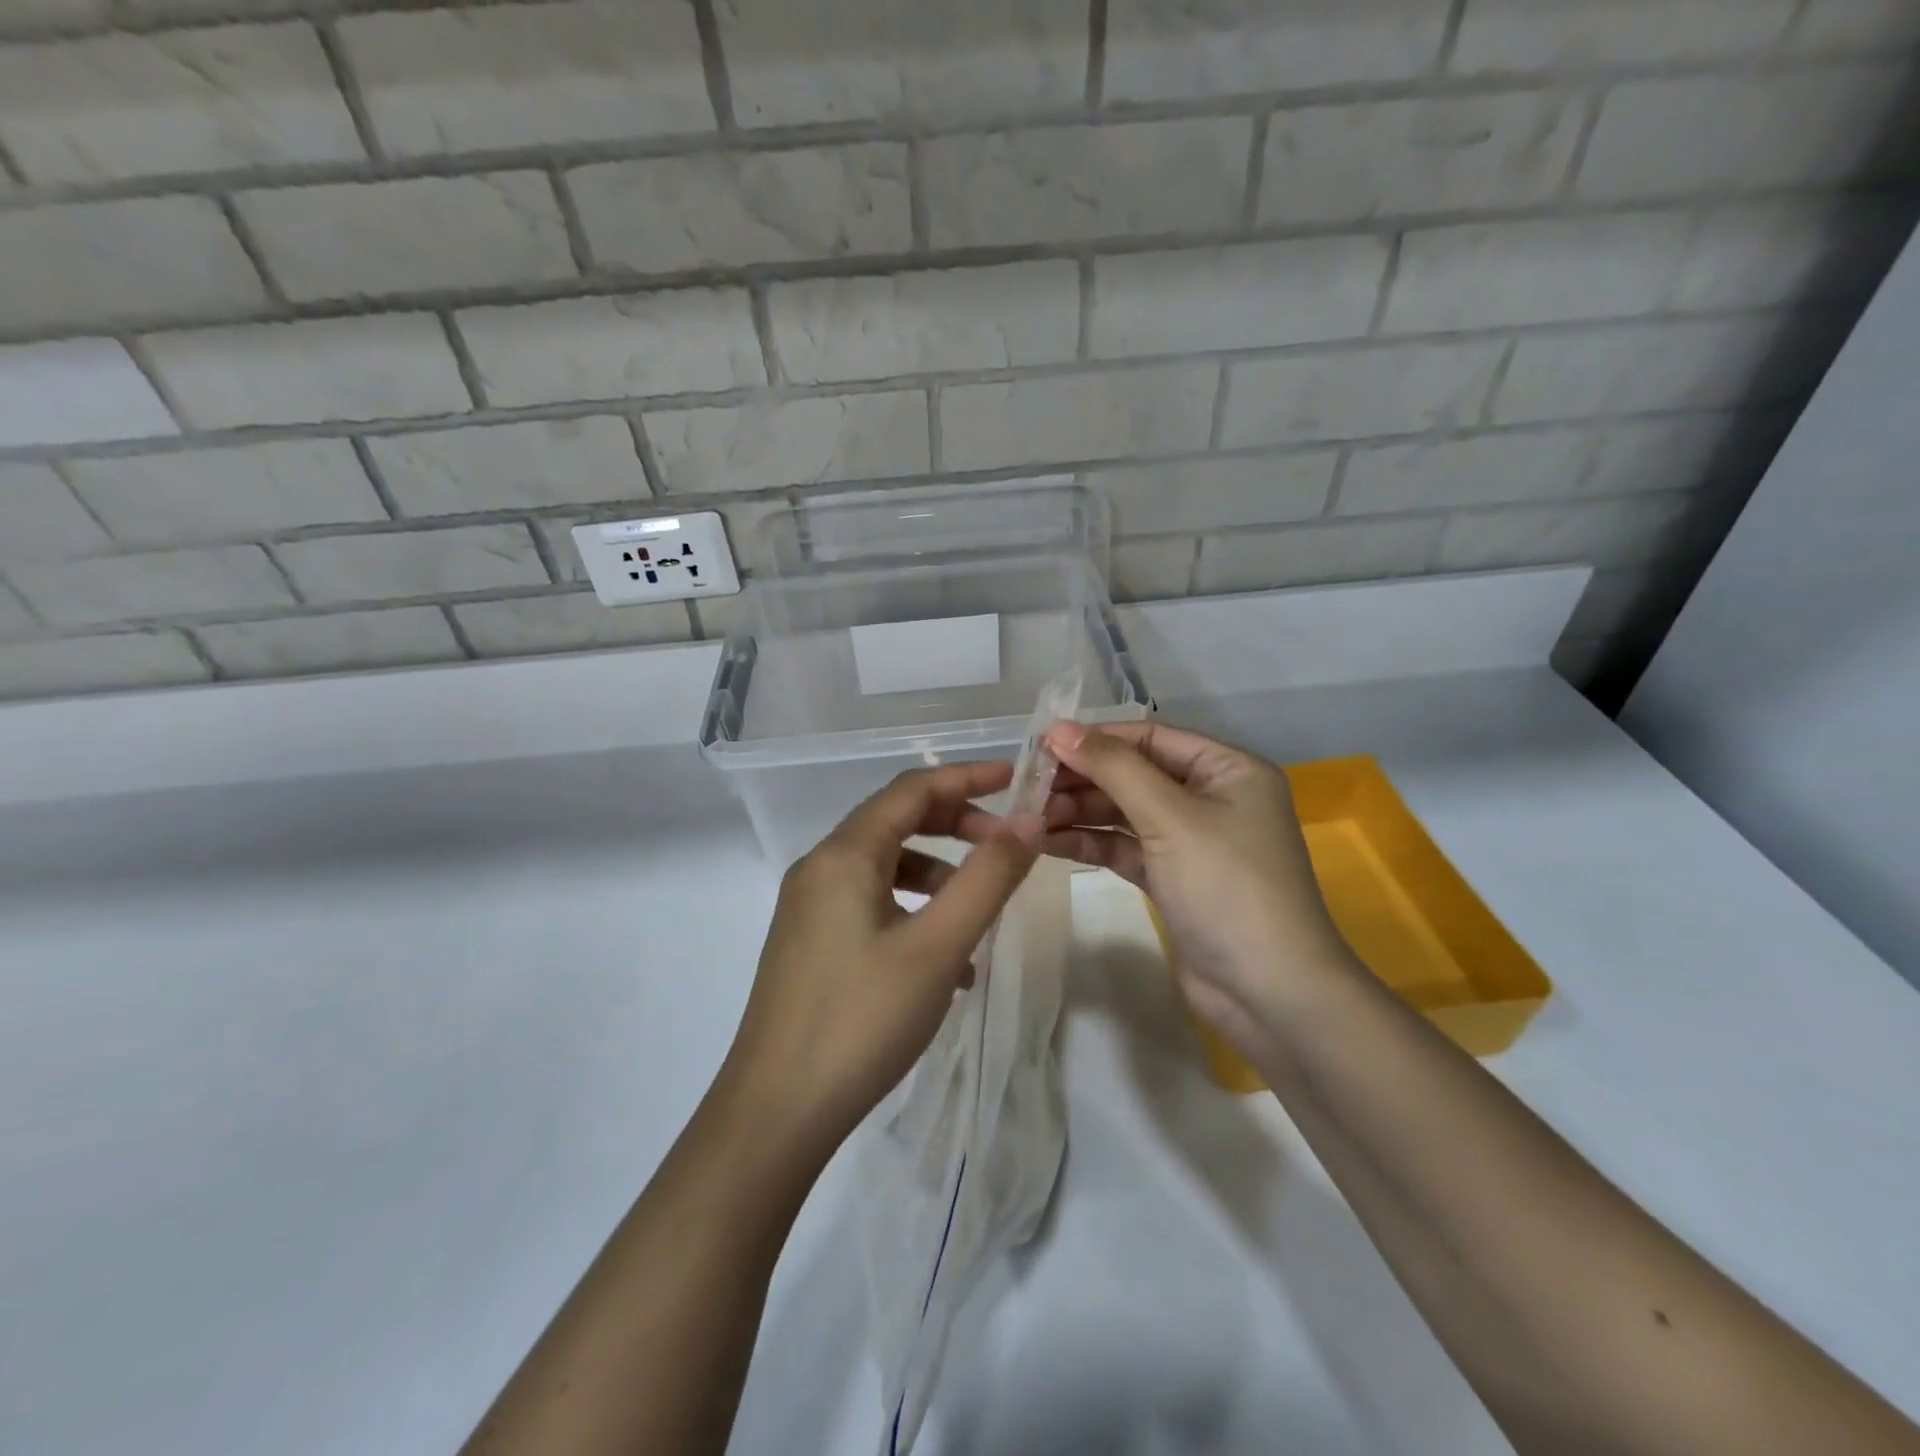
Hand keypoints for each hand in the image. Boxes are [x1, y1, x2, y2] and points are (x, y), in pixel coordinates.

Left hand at [720, 763, 1040, 1158]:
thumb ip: (988, 878)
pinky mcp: (810, 943)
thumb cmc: (862, 1020)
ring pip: (885, 866)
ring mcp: (809, 907)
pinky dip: (912, 910)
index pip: (912, 789)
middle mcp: (820, 868)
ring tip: (980, 911)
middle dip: (955, 824)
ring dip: (938, 874)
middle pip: (896, 821)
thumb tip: (1028, 822)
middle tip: (1007, 844)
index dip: (966, 777)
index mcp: (844, 855)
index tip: (1016, 779)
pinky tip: (945, 962)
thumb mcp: (938, 946)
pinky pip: (870, 904)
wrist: (775, 1112)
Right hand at [1040, 720, 1358, 1062]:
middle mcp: (1212, 797)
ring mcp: (1192, 841)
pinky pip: (1125, 847)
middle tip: (1028, 788)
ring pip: (1125, 813)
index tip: (1041, 746)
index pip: (1151, 737)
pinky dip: (1090, 843)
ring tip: (1030, 817)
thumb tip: (1059, 729)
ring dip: (1080, 812)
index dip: (1096, 739)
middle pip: (1135, 774)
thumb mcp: (1170, 817)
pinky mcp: (1174, 879)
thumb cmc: (1227, 887)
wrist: (1270, 992)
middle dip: (1083, 779)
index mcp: (1228, 769)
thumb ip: (1113, 768)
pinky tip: (1048, 842)